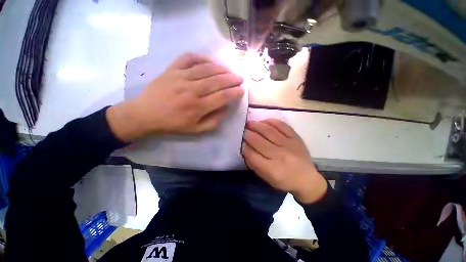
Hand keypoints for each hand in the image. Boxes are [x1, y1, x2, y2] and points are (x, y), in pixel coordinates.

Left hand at [107, 53, 243, 140]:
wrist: (145, 114)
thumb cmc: (172, 124)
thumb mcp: (195, 130)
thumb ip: (213, 121)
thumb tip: (226, 109)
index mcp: (198, 107)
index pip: (222, 97)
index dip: (234, 93)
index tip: (242, 90)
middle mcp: (191, 90)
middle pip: (217, 81)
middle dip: (232, 79)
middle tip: (240, 78)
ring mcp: (181, 77)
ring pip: (206, 69)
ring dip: (221, 69)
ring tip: (229, 71)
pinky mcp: (172, 69)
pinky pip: (189, 58)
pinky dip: (201, 57)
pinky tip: (209, 61)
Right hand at [242, 119, 326, 203]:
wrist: (307, 179)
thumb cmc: (284, 181)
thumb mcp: (266, 178)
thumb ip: (254, 164)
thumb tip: (245, 149)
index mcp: (272, 169)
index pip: (252, 154)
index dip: (243, 146)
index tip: (240, 141)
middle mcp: (280, 155)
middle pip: (258, 141)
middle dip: (247, 134)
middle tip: (242, 129)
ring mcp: (289, 144)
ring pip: (268, 131)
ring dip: (256, 125)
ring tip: (249, 123)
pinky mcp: (296, 138)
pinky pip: (282, 126)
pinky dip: (271, 121)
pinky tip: (264, 121)